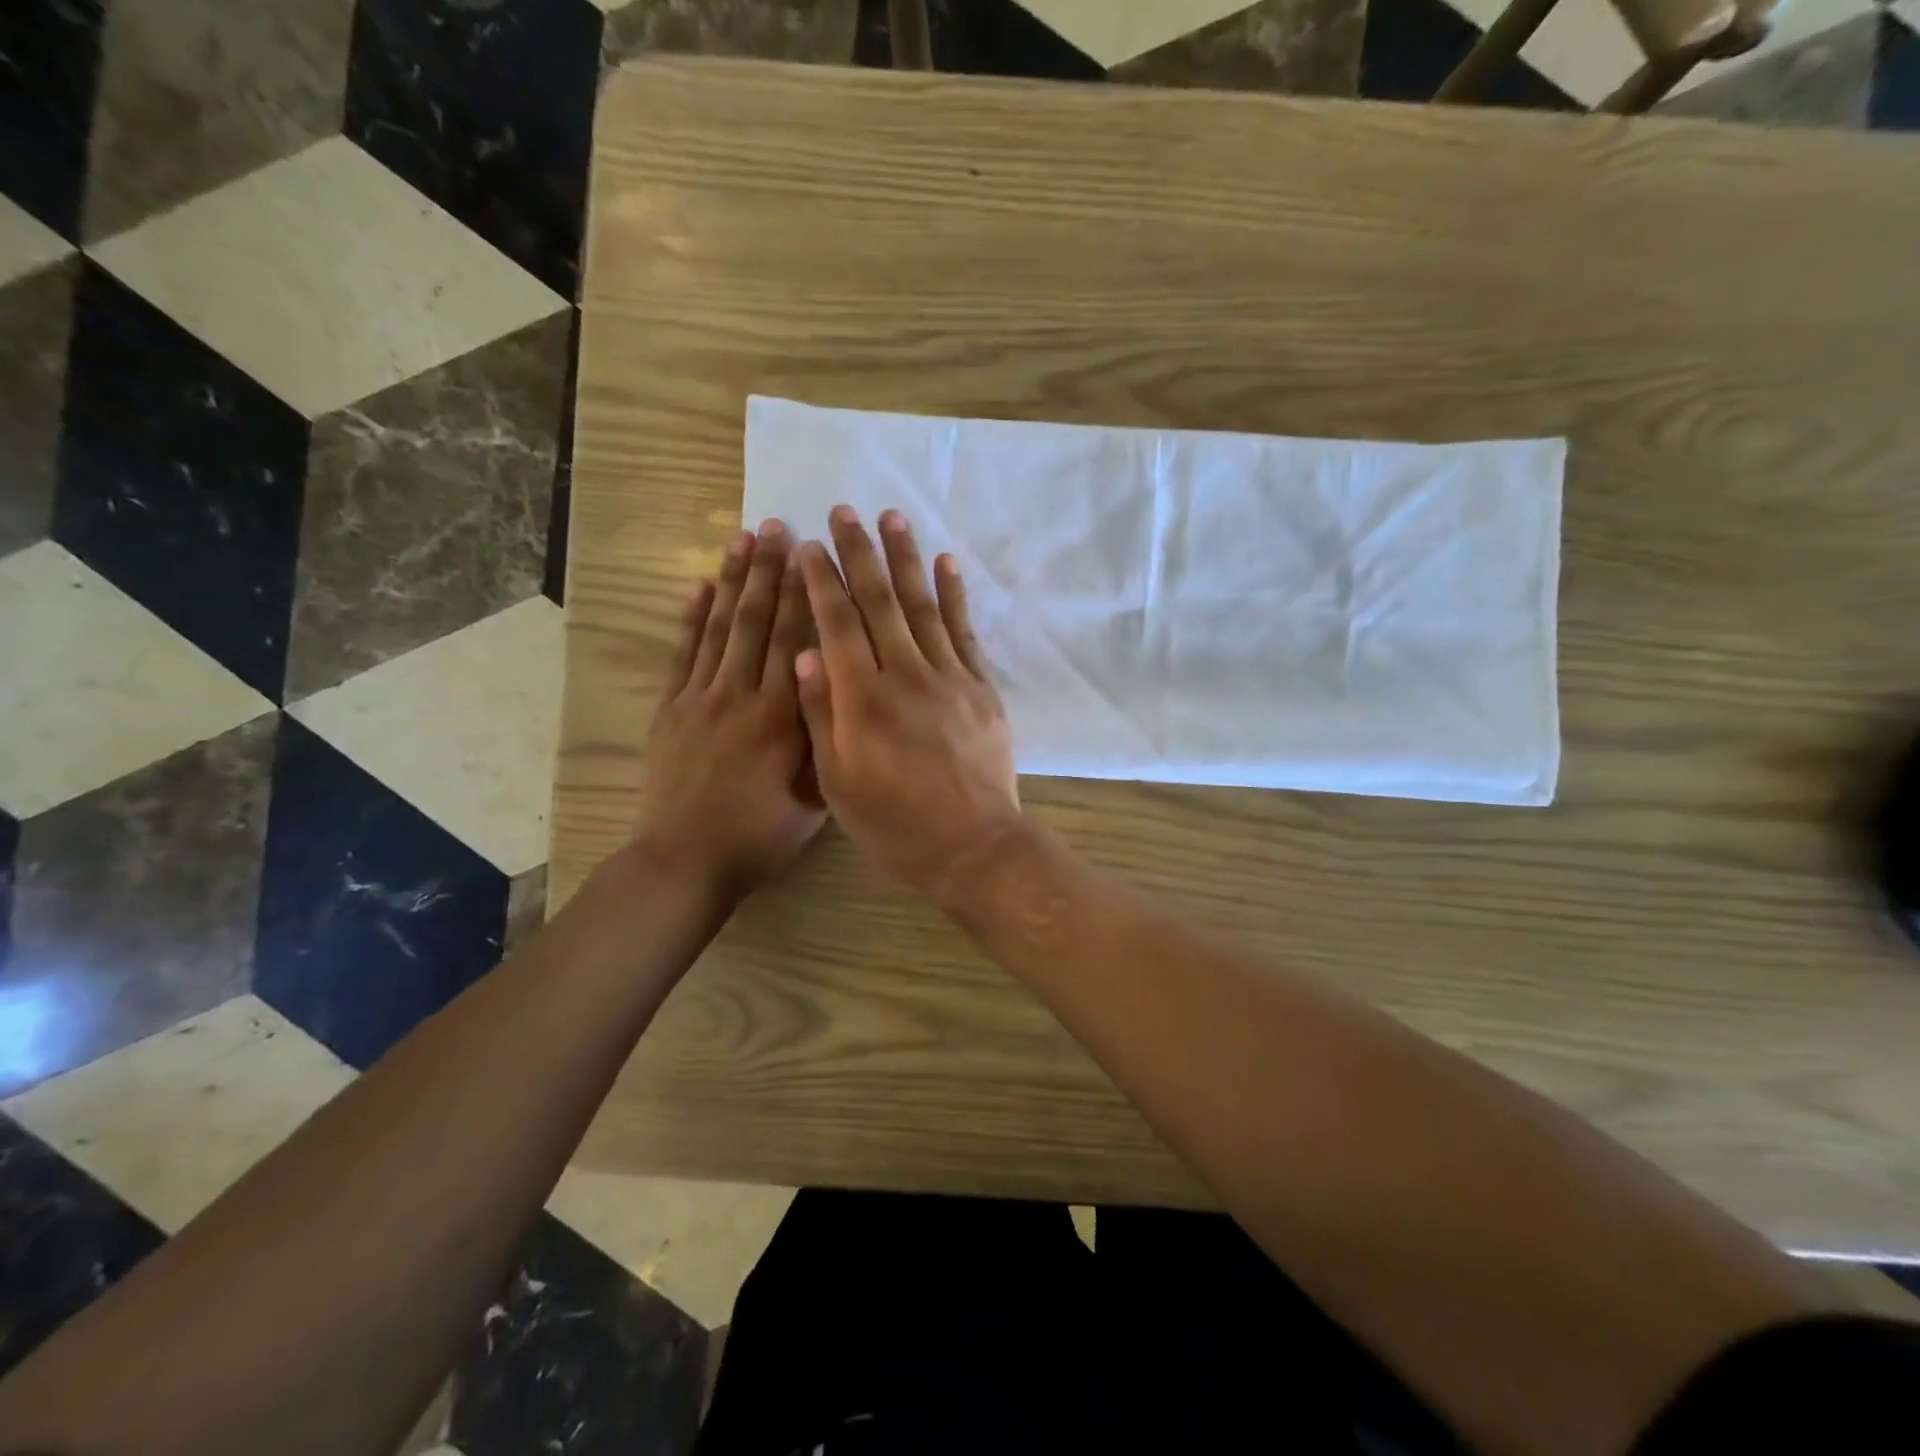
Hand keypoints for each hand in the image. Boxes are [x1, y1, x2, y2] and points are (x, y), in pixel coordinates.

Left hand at [635, 521, 825, 898]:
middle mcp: (742, 695)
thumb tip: (844, 694)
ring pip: (721, 628)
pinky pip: (683, 653)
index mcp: (782, 717)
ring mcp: (701, 698)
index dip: (804, 594)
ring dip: (732, 580)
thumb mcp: (815, 799)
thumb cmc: (760, 836)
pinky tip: (701, 585)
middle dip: (769, 571)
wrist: (686, 861)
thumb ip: (828, 744)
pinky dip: (691, 617)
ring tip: (742, 537)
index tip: (811, 553)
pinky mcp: (671, 709)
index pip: (796, 642)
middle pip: (758, 622)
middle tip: (777, 525)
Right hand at [795, 506, 1021, 903]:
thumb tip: (804, 654)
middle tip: (844, 511)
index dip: (821, 581)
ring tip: (893, 518)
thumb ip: (821, 716)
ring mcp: (949, 678)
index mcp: (862, 700)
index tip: (809, 545)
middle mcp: (905, 676)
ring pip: (922, 607)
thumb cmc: (895, 825)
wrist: (972, 847)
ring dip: (906, 559)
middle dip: (859, 554)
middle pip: (878, 603)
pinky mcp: (980, 688)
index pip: (837, 624)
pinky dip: (954, 596)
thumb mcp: (838, 783)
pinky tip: (946, 564)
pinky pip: (965, 631)